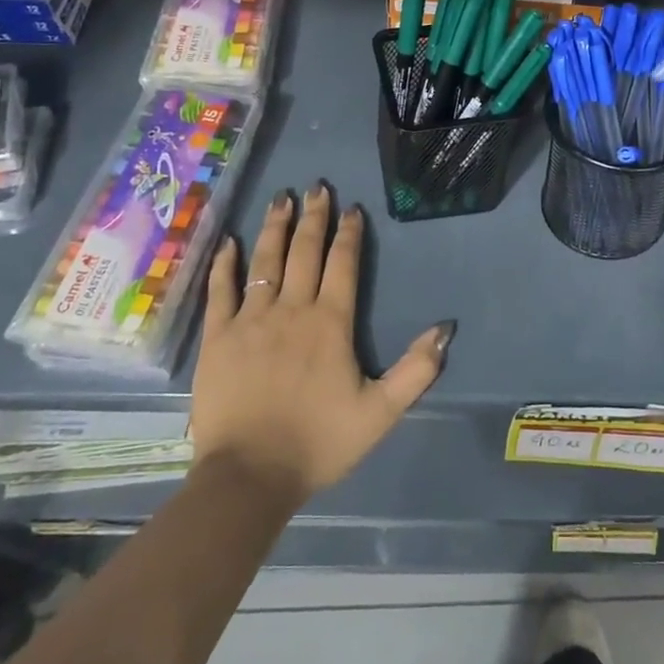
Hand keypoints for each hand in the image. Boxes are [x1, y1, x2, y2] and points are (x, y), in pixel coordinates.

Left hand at [191, 185, 453, 507]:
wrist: (249, 476)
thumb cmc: (318, 442)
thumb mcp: (380, 412)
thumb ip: (416, 370)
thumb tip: (445, 329)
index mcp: (330, 323)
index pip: (343, 264)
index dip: (349, 233)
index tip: (351, 208)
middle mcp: (291, 309)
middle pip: (304, 251)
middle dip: (313, 217)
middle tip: (316, 187)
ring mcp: (250, 320)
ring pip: (264, 261)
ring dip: (274, 227)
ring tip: (280, 199)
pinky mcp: (218, 337)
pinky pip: (220, 290)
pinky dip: (225, 264)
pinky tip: (229, 242)